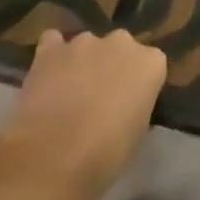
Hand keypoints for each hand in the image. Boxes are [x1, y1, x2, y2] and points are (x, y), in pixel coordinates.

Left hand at [0, 29, 166, 199]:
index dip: (140, 84)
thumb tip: (126, 105)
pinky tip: (48, 76)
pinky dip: (52, 56)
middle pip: (121, 48)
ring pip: (87, 46)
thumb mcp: (136, 134)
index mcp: (150, 63)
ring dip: (83, 62)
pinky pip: (53, 42)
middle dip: (113, 66)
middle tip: (101, 97)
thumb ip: (136, 106)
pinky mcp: (51, 49)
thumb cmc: (104, 155)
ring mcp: (84, 41)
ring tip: (68, 93)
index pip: (152, 64)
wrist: (53, 158)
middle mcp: (121, 42)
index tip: (131, 104)